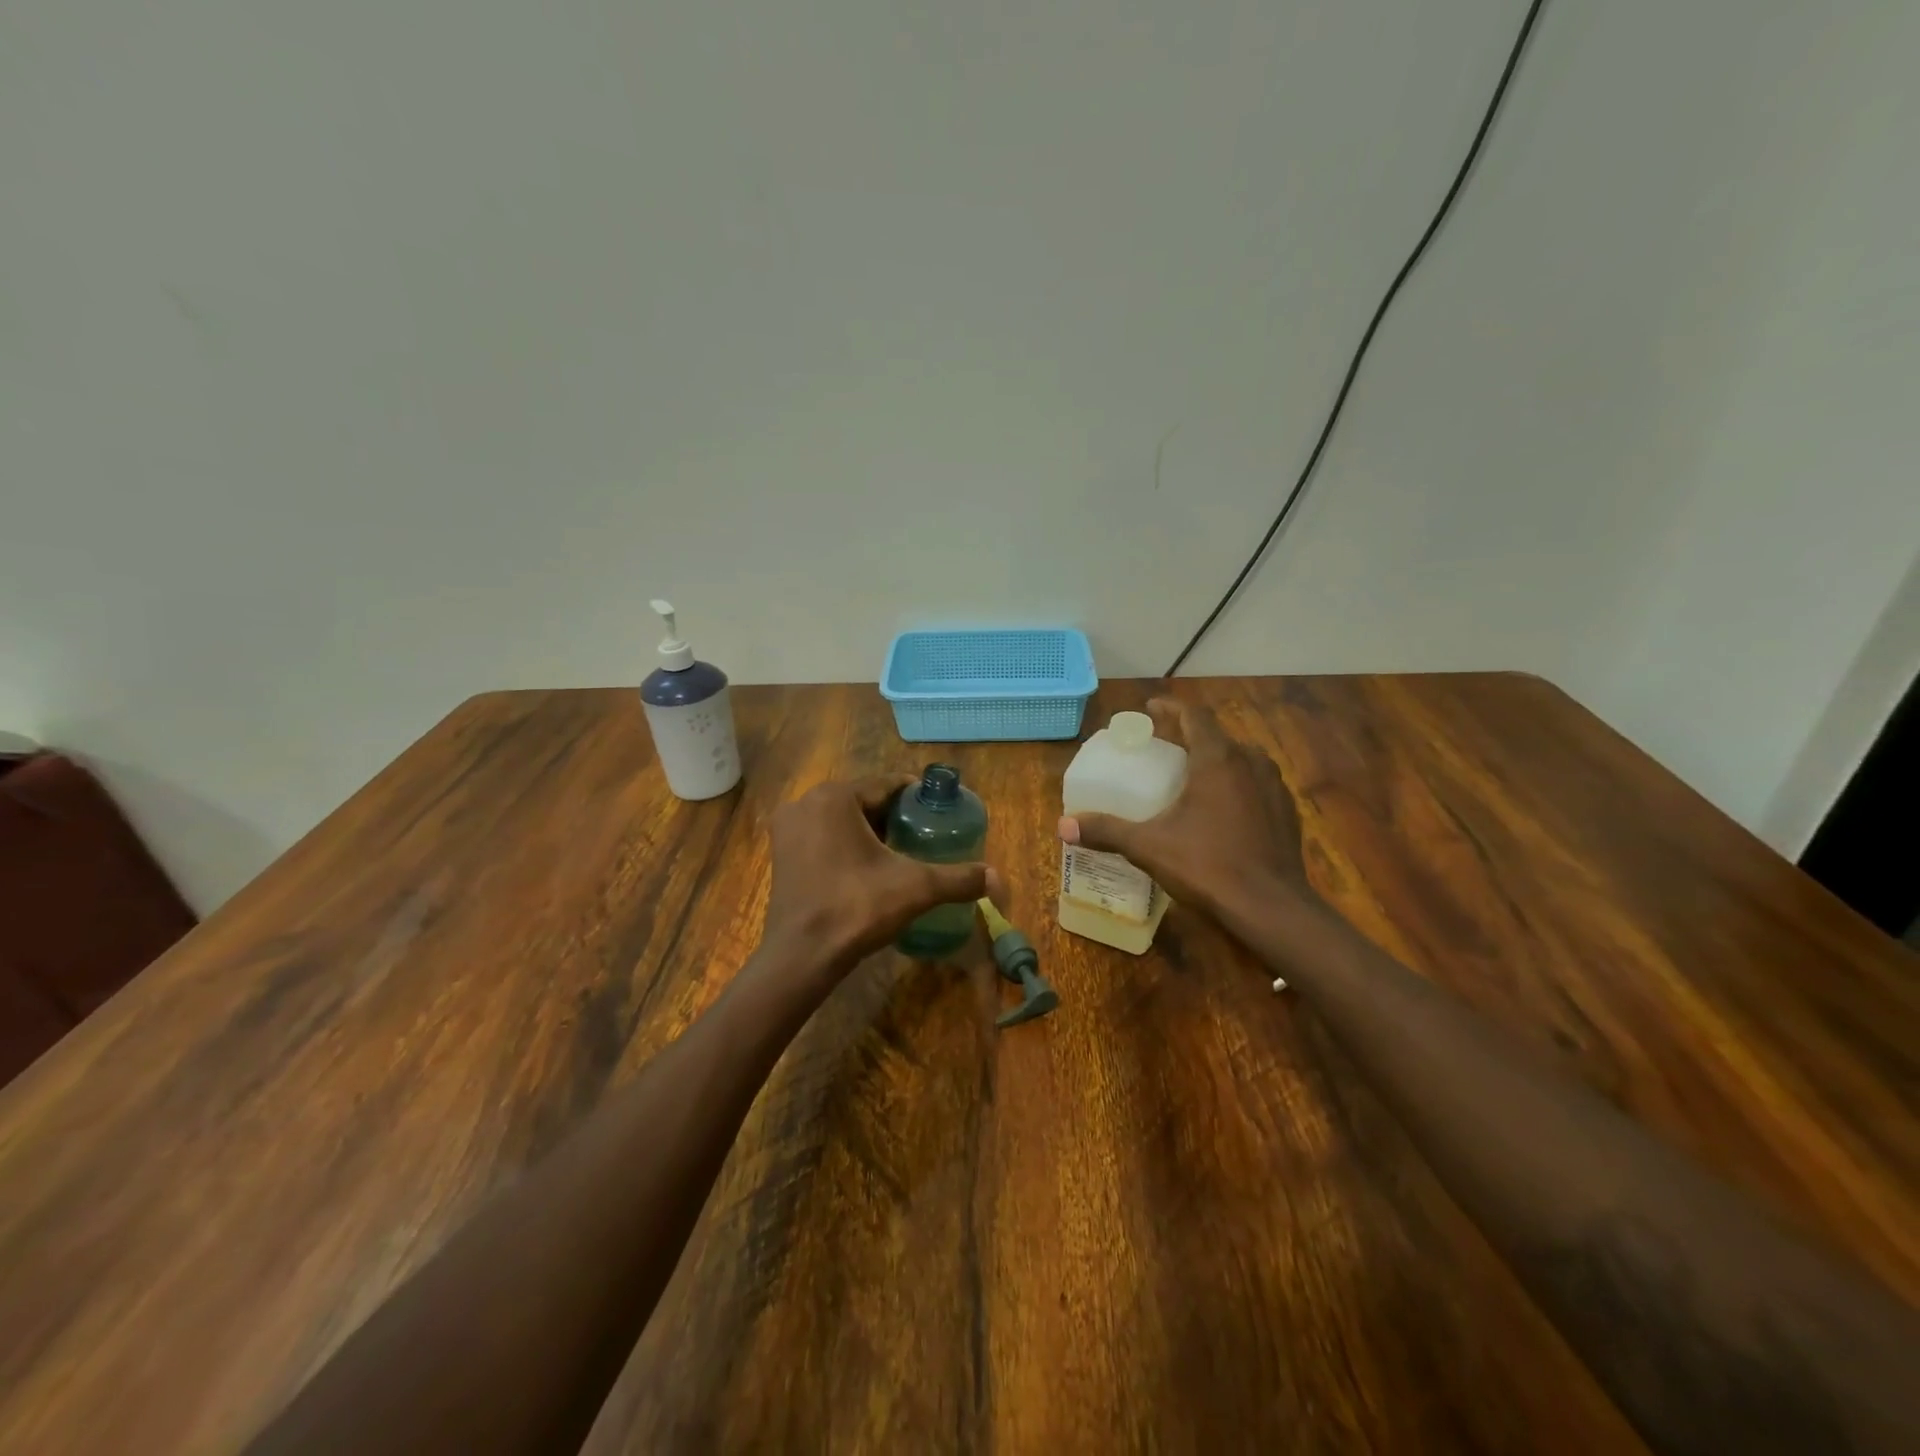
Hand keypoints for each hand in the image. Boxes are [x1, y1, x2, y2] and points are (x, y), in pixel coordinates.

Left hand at [762, 776, 998, 978]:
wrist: (801, 956)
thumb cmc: (856, 908)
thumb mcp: (916, 888)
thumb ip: (958, 878)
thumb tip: (997, 878)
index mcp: (835, 797)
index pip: (887, 785)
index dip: (917, 797)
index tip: (940, 812)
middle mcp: (806, 803)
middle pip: (864, 801)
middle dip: (894, 816)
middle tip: (924, 836)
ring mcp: (788, 828)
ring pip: (842, 819)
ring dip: (870, 831)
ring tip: (901, 853)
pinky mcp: (781, 854)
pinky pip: (823, 837)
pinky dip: (846, 845)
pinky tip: (868, 868)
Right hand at [1057, 698, 1310, 922]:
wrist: (1271, 909)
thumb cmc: (1208, 866)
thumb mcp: (1148, 847)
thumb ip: (1107, 831)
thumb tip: (1063, 826)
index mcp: (1218, 760)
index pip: (1195, 716)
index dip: (1171, 707)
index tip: (1151, 708)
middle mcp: (1251, 763)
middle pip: (1217, 736)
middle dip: (1189, 735)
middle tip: (1163, 747)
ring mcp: (1274, 788)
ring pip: (1241, 759)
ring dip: (1215, 759)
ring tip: (1191, 774)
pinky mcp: (1286, 813)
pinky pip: (1256, 785)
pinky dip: (1236, 784)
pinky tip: (1221, 809)